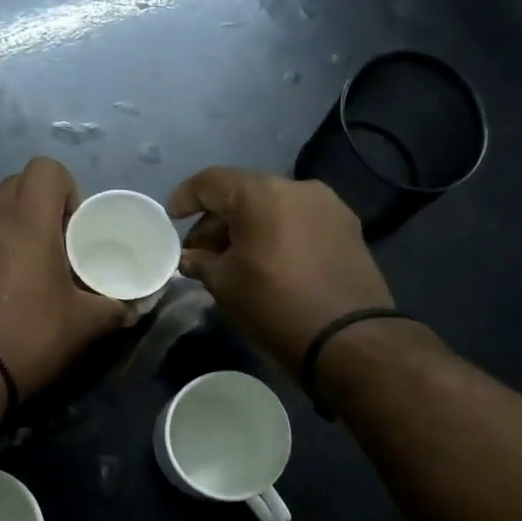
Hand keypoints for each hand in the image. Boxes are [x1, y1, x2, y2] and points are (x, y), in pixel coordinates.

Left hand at [0, 157, 132, 398]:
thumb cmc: (32, 335)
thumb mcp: (85, 324)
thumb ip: (114, 308)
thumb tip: (132, 308)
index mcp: (27, 223)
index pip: (45, 168)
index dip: (67, 188)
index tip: (77, 227)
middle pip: (17, 185)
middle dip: (42, 205)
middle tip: (61, 244)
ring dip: (18, 231)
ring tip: (35, 273)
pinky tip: (7, 296)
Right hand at [167, 167, 395, 378]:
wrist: (349, 339)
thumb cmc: (274, 305)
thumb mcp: (225, 285)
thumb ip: (201, 262)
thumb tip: (190, 258)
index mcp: (260, 194)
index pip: (211, 182)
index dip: (186, 197)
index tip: (172, 217)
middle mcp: (296, 188)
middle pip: (244, 193)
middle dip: (217, 219)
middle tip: (201, 252)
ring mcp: (327, 205)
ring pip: (273, 206)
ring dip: (248, 227)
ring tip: (234, 259)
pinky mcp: (347, 227)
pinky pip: (299, 220)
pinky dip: (277, 233)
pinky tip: (268, 261)